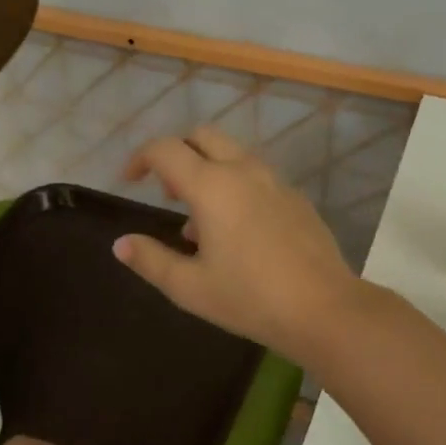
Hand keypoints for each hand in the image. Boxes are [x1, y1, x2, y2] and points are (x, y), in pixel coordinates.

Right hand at [114, 126, 366, 364]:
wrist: (323, 308)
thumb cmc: (249, 298)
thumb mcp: (190, 287)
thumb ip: (150, 260)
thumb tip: (121, 243)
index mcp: (211, 186)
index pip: (165, 150)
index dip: (140, 158)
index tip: (129, 180)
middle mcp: (243, 171)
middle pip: (202, 136)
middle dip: (178, 154)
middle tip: (168, 193)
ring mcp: (274, 181)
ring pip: (232, 154)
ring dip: (207, 171)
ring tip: (199, 225)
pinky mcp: (295, 197)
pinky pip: (256, 176)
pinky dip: (235, 186)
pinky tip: (238, 234)